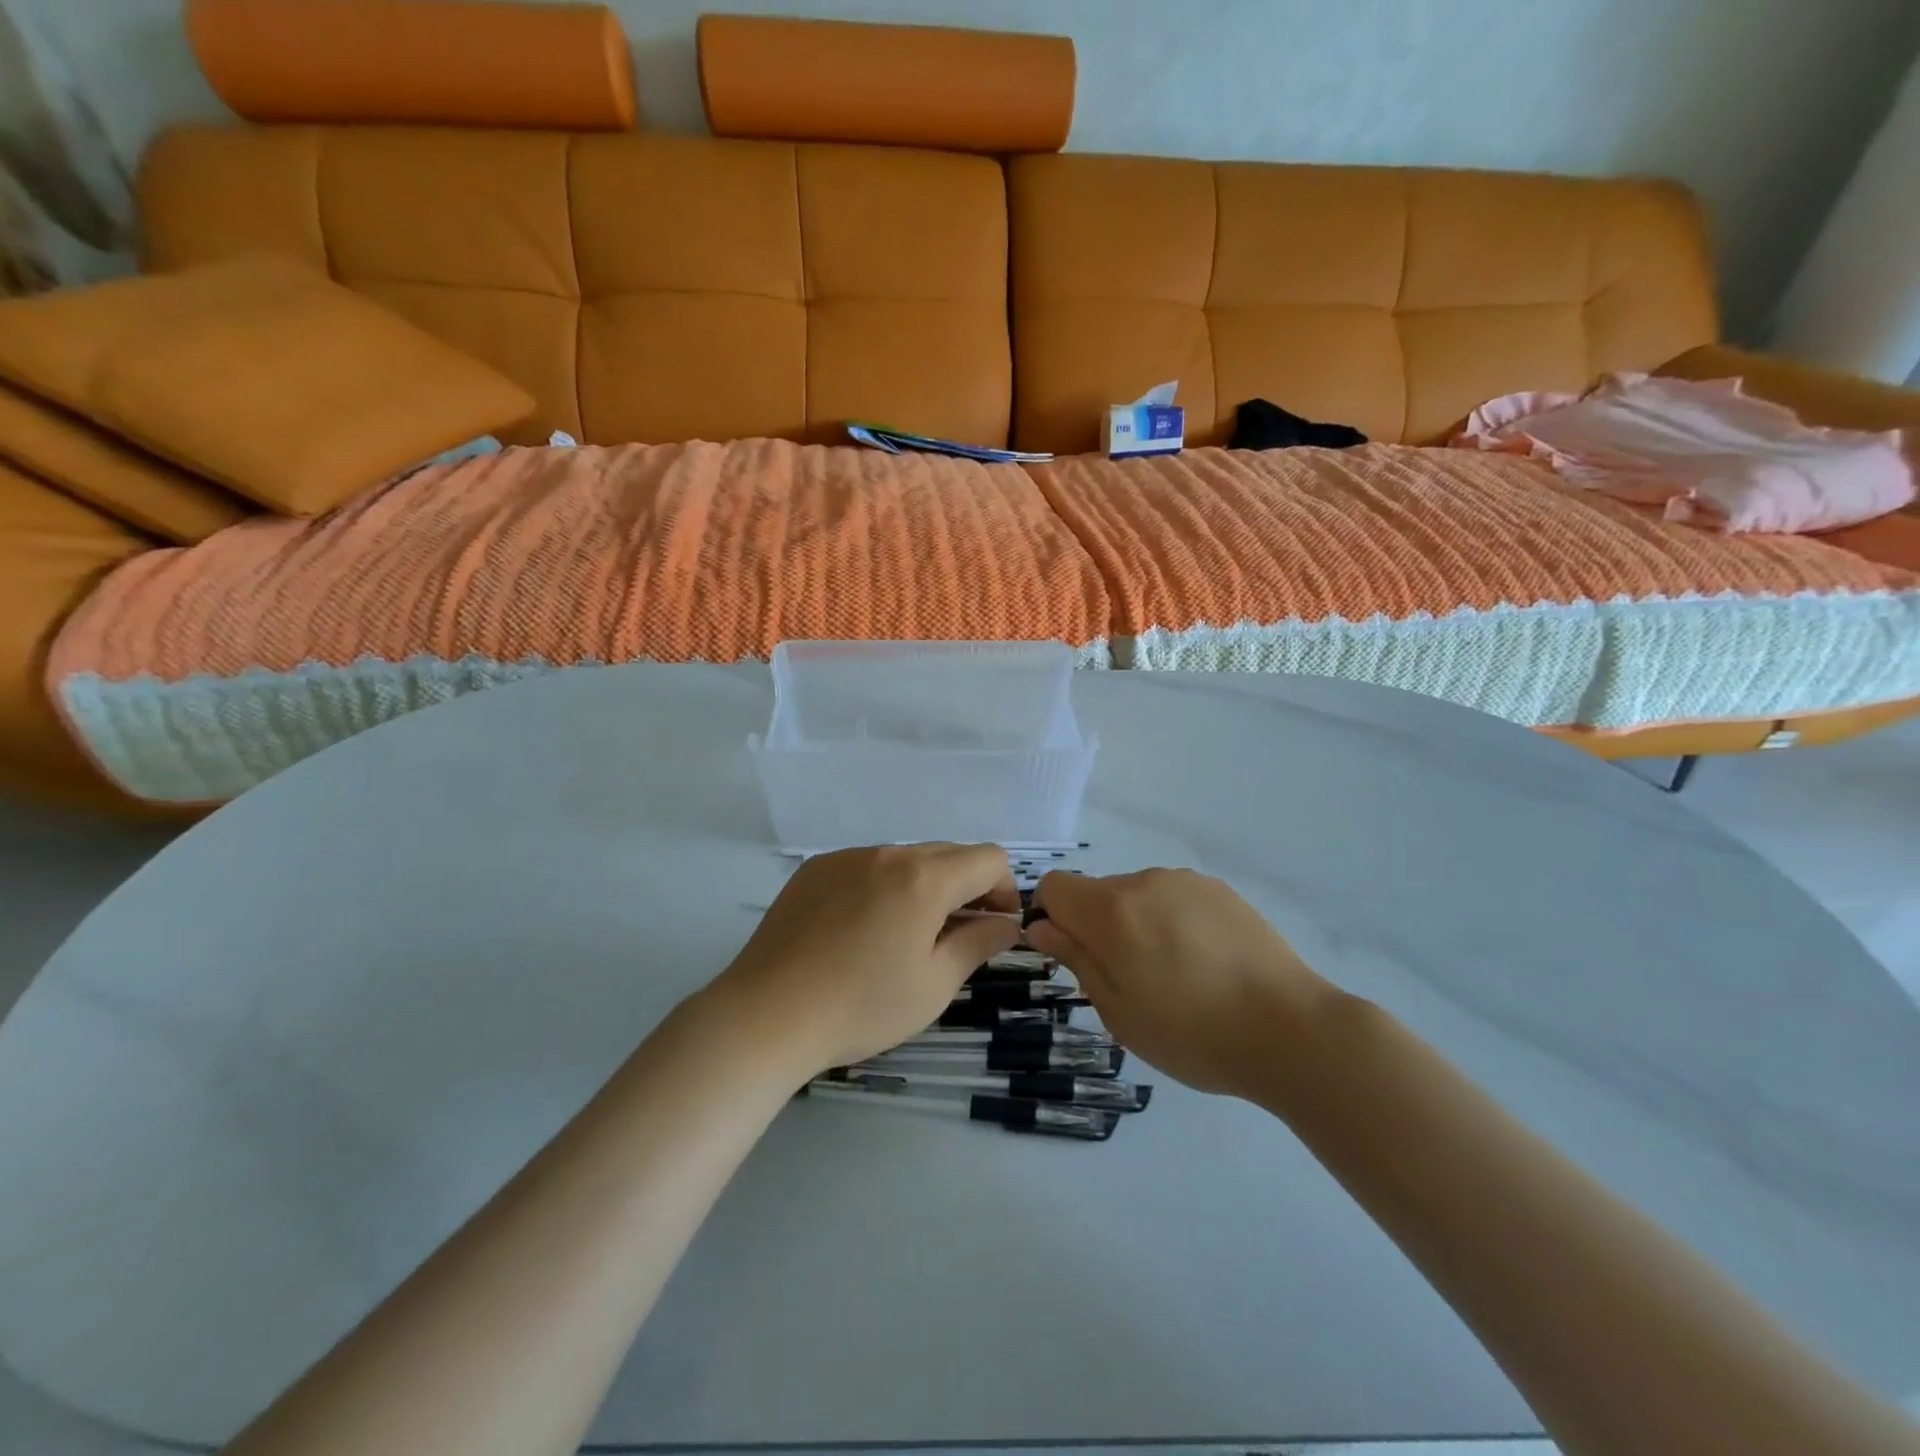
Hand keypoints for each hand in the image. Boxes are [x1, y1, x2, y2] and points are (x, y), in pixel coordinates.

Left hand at [706, 844, 1020, 1074]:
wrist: (766, 1014)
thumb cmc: (862, 1006)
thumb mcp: (934, 984)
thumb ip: (978, 943)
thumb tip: (1006, 923)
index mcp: (924, 878)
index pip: (988, 858)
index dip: (1004, 889)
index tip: (996, 927)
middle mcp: (887, 854)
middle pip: (948, 854)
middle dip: (967, 887)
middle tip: (958, 936)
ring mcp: (846, 857)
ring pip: (905, 859)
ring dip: (923, 887)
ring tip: (905, 937)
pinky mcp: (814, 870)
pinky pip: (866, 866)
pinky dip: (882, 887)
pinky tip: (861, 931)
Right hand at [1025, 868, 1334, 1096]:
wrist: (1290, 1029)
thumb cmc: (1191, 1033)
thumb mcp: (1117, 1011)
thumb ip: (1075, 959)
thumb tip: (1042, 926)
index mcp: (1111, 910)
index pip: (1054, 886)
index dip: (1053, 917)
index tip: (1075, 956)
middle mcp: (1144, 882)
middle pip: (1097, 893)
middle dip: (1098, 927)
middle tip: (1132, 982)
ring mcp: (1186, 882)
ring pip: (1138, 896)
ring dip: (1138, 925)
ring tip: (1176, 976)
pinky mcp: (1221, 891)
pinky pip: (1175, 898)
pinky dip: (1174, 923)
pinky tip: (1206, 964)